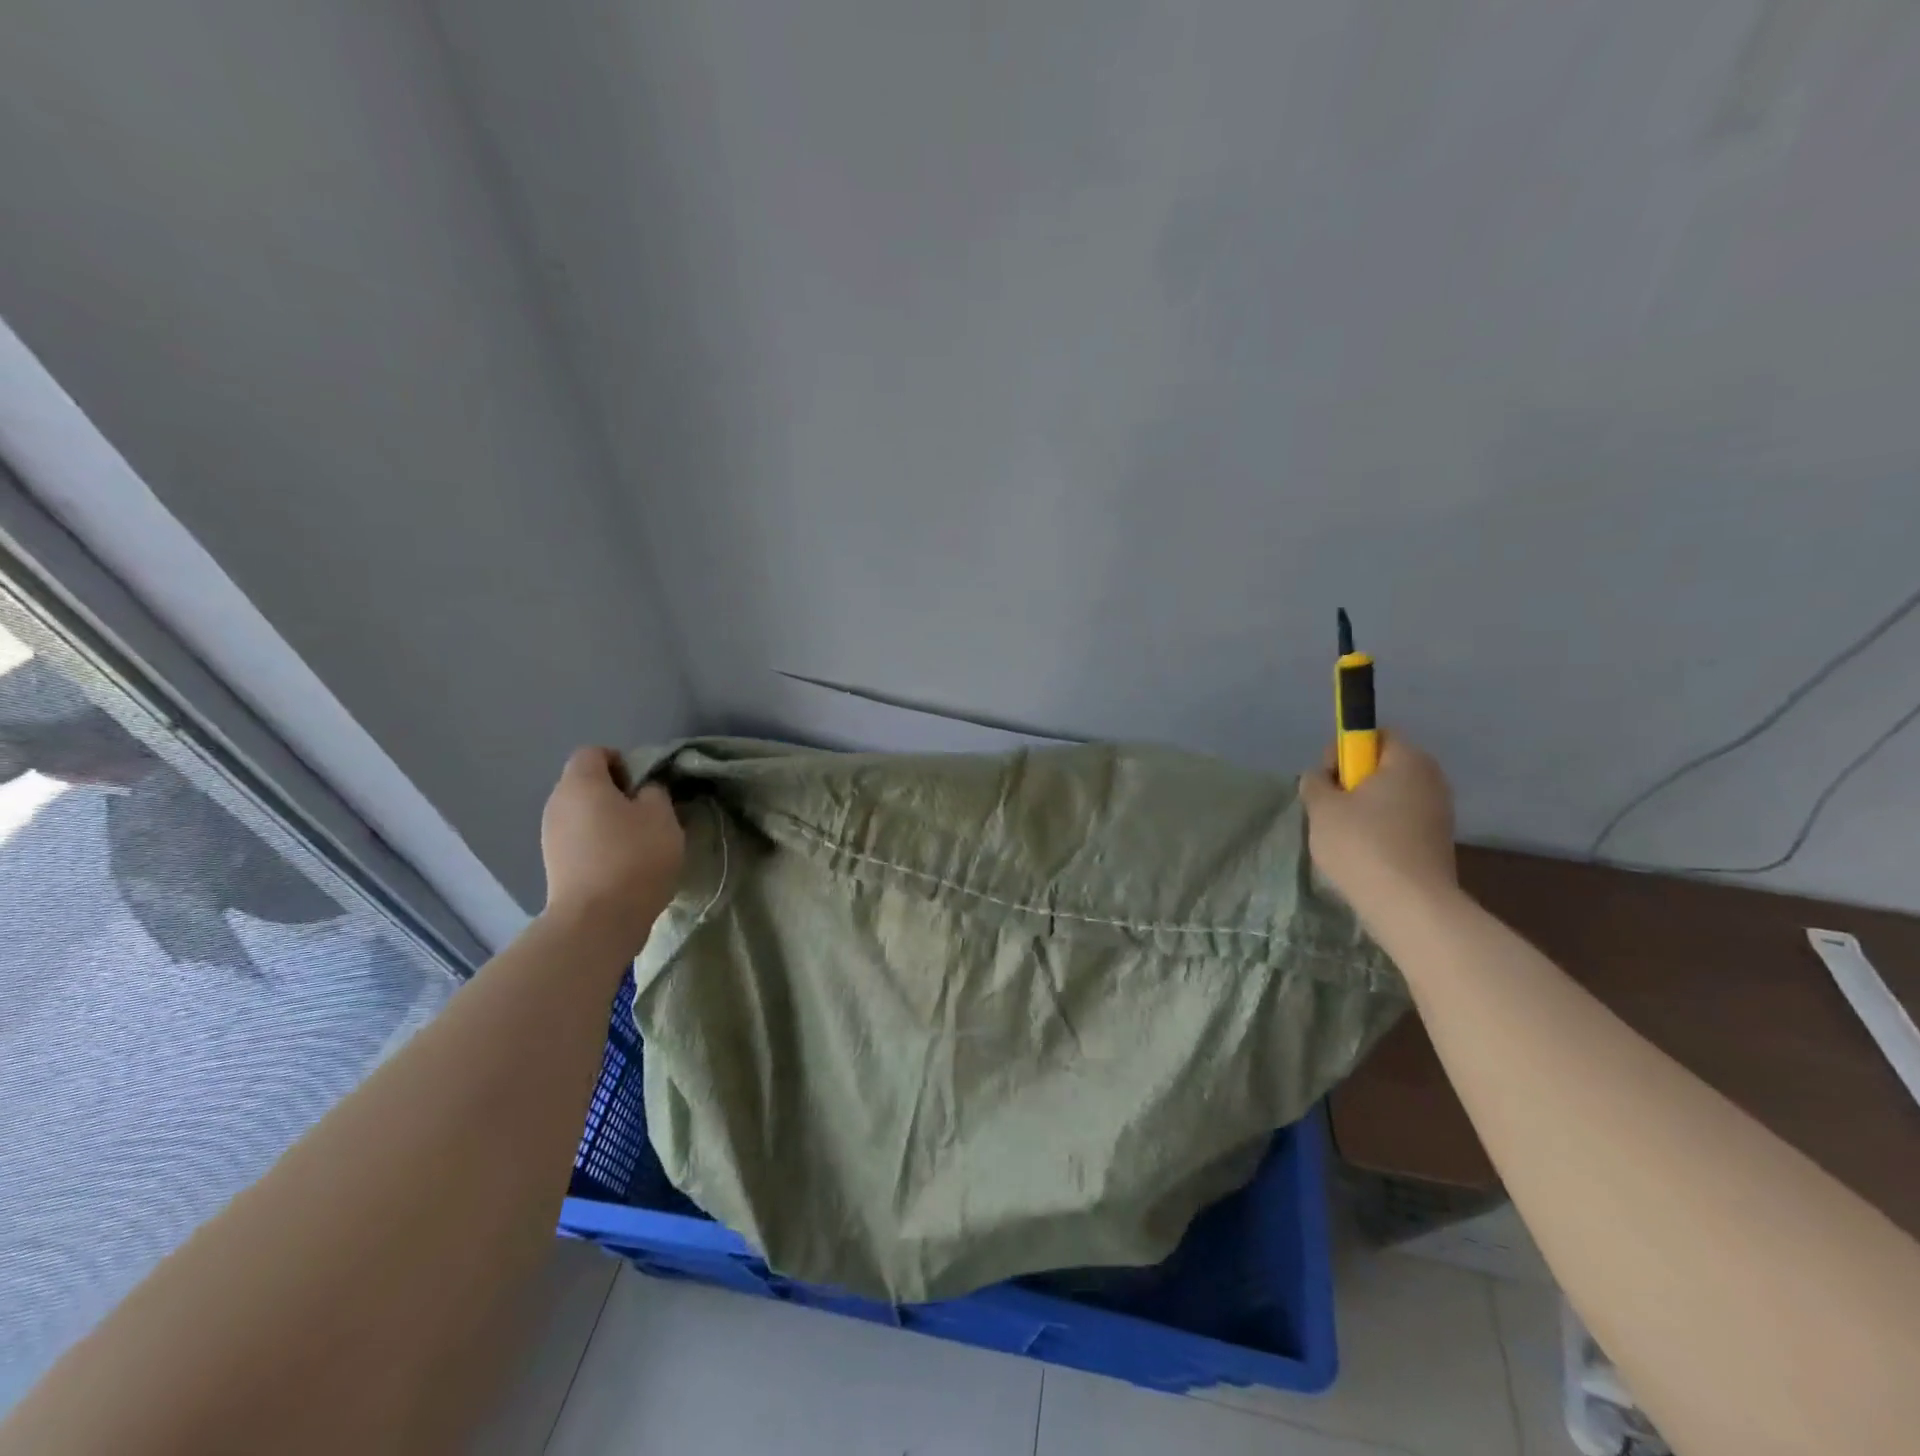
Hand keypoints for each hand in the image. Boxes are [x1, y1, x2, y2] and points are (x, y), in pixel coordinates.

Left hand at [540, 747, 685, 946]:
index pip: (594, 752)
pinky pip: (579, 839)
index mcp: (581, 783)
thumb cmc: (634, 856)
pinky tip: (622, 863)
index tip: (646, 784)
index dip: (622, 761)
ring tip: (637, 841)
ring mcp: (550, 835)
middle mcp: (557, 803)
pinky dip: (599, 843)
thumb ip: (654, 792)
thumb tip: (643, 791)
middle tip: (647, 812)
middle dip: (616, 792)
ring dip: (608, 820)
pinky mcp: (554, 864)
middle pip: (586, 783)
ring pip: (583, 813)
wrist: (598, 920)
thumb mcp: (662, 815)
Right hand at [1297, 732, 1457, 919]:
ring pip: (1390, 797)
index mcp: (1408, 760)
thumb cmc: (1362, 844)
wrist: (1410, 905)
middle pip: (1383, 767)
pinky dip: (1380, 832)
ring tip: (1343, 837)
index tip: (1327, 779)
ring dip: (1364, 810)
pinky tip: (1363, 855)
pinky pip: (1400, 823)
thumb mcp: (1321, 808)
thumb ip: (1315, 783)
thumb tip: (1320, 778)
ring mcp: (1439, 812)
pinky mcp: (1437, 842)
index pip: (1375, 735)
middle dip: (1353, 783)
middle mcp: (1431, 779)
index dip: (1344, 750)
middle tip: (1329, 809)